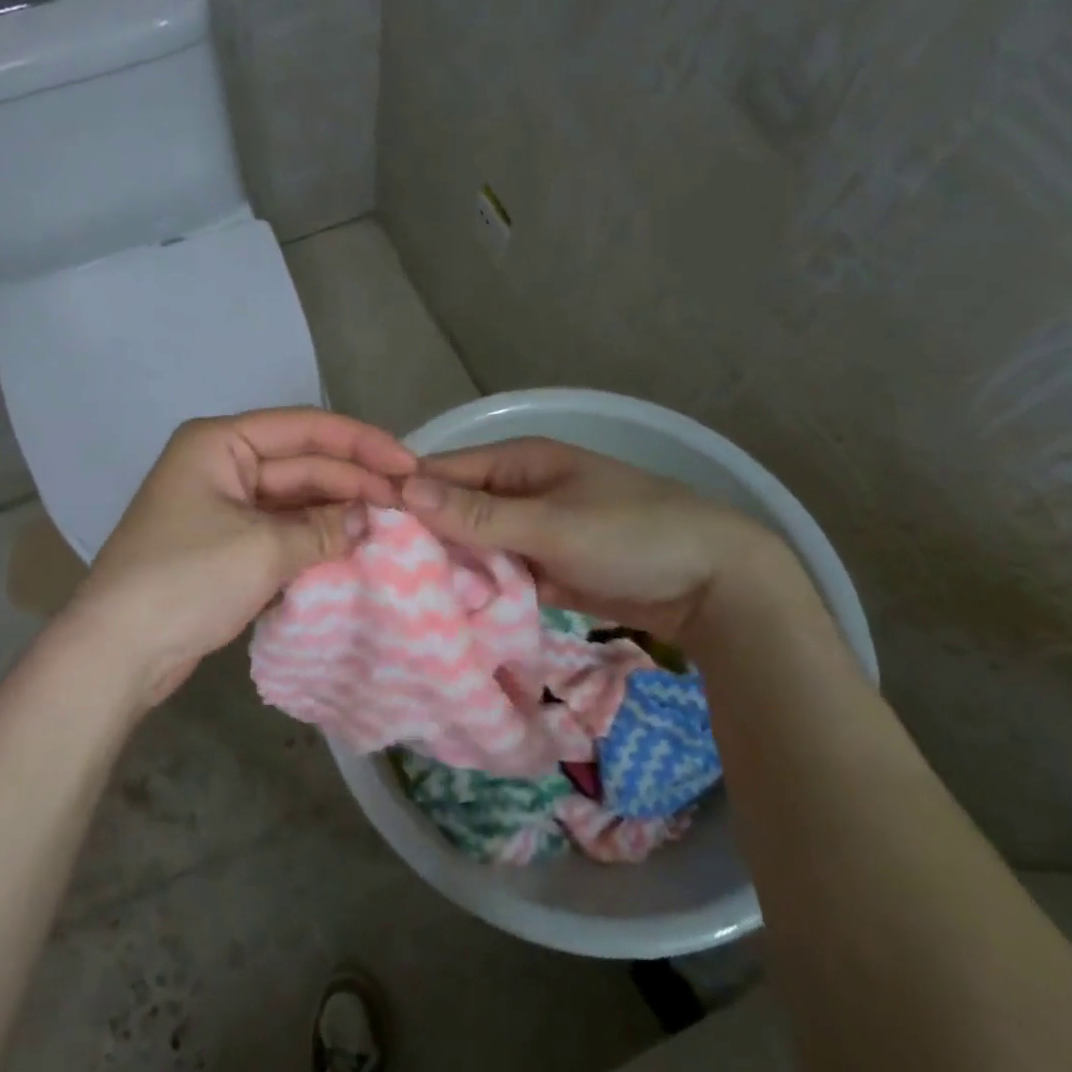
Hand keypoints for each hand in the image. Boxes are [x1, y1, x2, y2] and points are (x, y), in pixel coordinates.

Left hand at [70, 408, 415, 704]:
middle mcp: (223, 464)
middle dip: (355, 482)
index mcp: (221, 442)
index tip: (410, 466)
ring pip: (296, 500)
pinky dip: (317, 539)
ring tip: (395, 526)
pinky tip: (356, 548)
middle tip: (412, 504)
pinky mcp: (228, 546)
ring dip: (339, 512)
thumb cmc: (186, 581)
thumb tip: (374, 520)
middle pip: (304, 464)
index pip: (305, 429)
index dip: (362, 444)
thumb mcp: (263, 549)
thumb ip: (325, 529)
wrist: (117, 653)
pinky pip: (283, 531)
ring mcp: (225, 507)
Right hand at [401, 437, 786, 640]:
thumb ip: (478, 514)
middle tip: (373, 572)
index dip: (403, 496)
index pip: (442, 471)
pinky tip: (443, 610)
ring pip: (471, 544)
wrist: (712, 584)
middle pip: (452, 509)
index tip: (360, 530)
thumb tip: (402, 491)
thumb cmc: (631, 535)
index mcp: (518, 460)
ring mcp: (529, 530)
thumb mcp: (551, 523)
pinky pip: (495, 572)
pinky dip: (475, 587)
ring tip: (398, 596)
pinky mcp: (540, 566)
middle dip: (422, 537)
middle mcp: (516, 489)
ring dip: (446, 566)